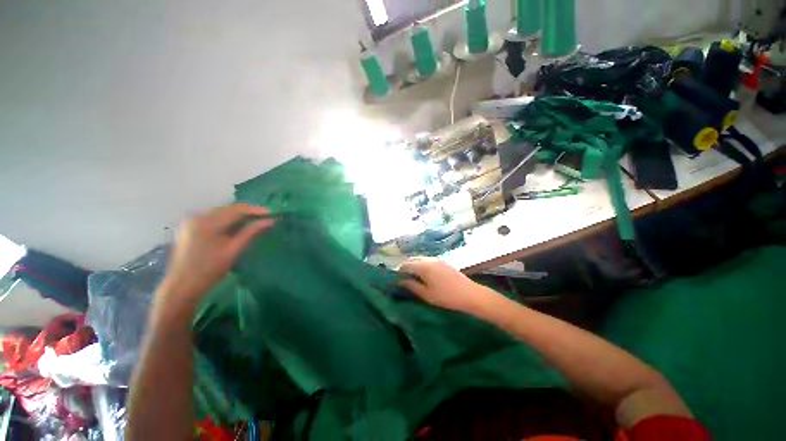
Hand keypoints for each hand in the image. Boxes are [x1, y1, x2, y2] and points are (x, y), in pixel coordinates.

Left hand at [158, 204, 274, 308]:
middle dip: (247, 212)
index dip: (255, 210)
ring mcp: (191, 221)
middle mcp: (197, 217)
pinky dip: (228, 220)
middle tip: (265, 216)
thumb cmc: (209, 270)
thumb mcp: (233, 251)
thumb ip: (251, 233)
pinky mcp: (190, 227)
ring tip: (255, 220)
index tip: (272, 213)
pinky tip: (238, 225)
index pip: (235, 210)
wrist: (182, 286)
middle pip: (227, 209)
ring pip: (221, 212)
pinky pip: (213, 218)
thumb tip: (270, 221)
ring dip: (238, 215)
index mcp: (206, 223)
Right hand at [398, 257, 501, 315]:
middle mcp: (429, 259)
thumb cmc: (446, 296)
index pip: (406, 264)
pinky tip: (424, 275)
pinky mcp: (443, 262)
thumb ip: (412, 286)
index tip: (396, 279)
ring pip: (420, 259)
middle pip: (413, 259)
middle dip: (406, 267)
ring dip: (414, 265)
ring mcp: (437, 259)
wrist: (470, 294)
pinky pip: (428, 260)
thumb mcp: (427, 294)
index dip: (399, 271)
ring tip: (412, 277)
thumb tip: (400, 282)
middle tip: (403, 278)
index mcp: (423, 266)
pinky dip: (422, 265)